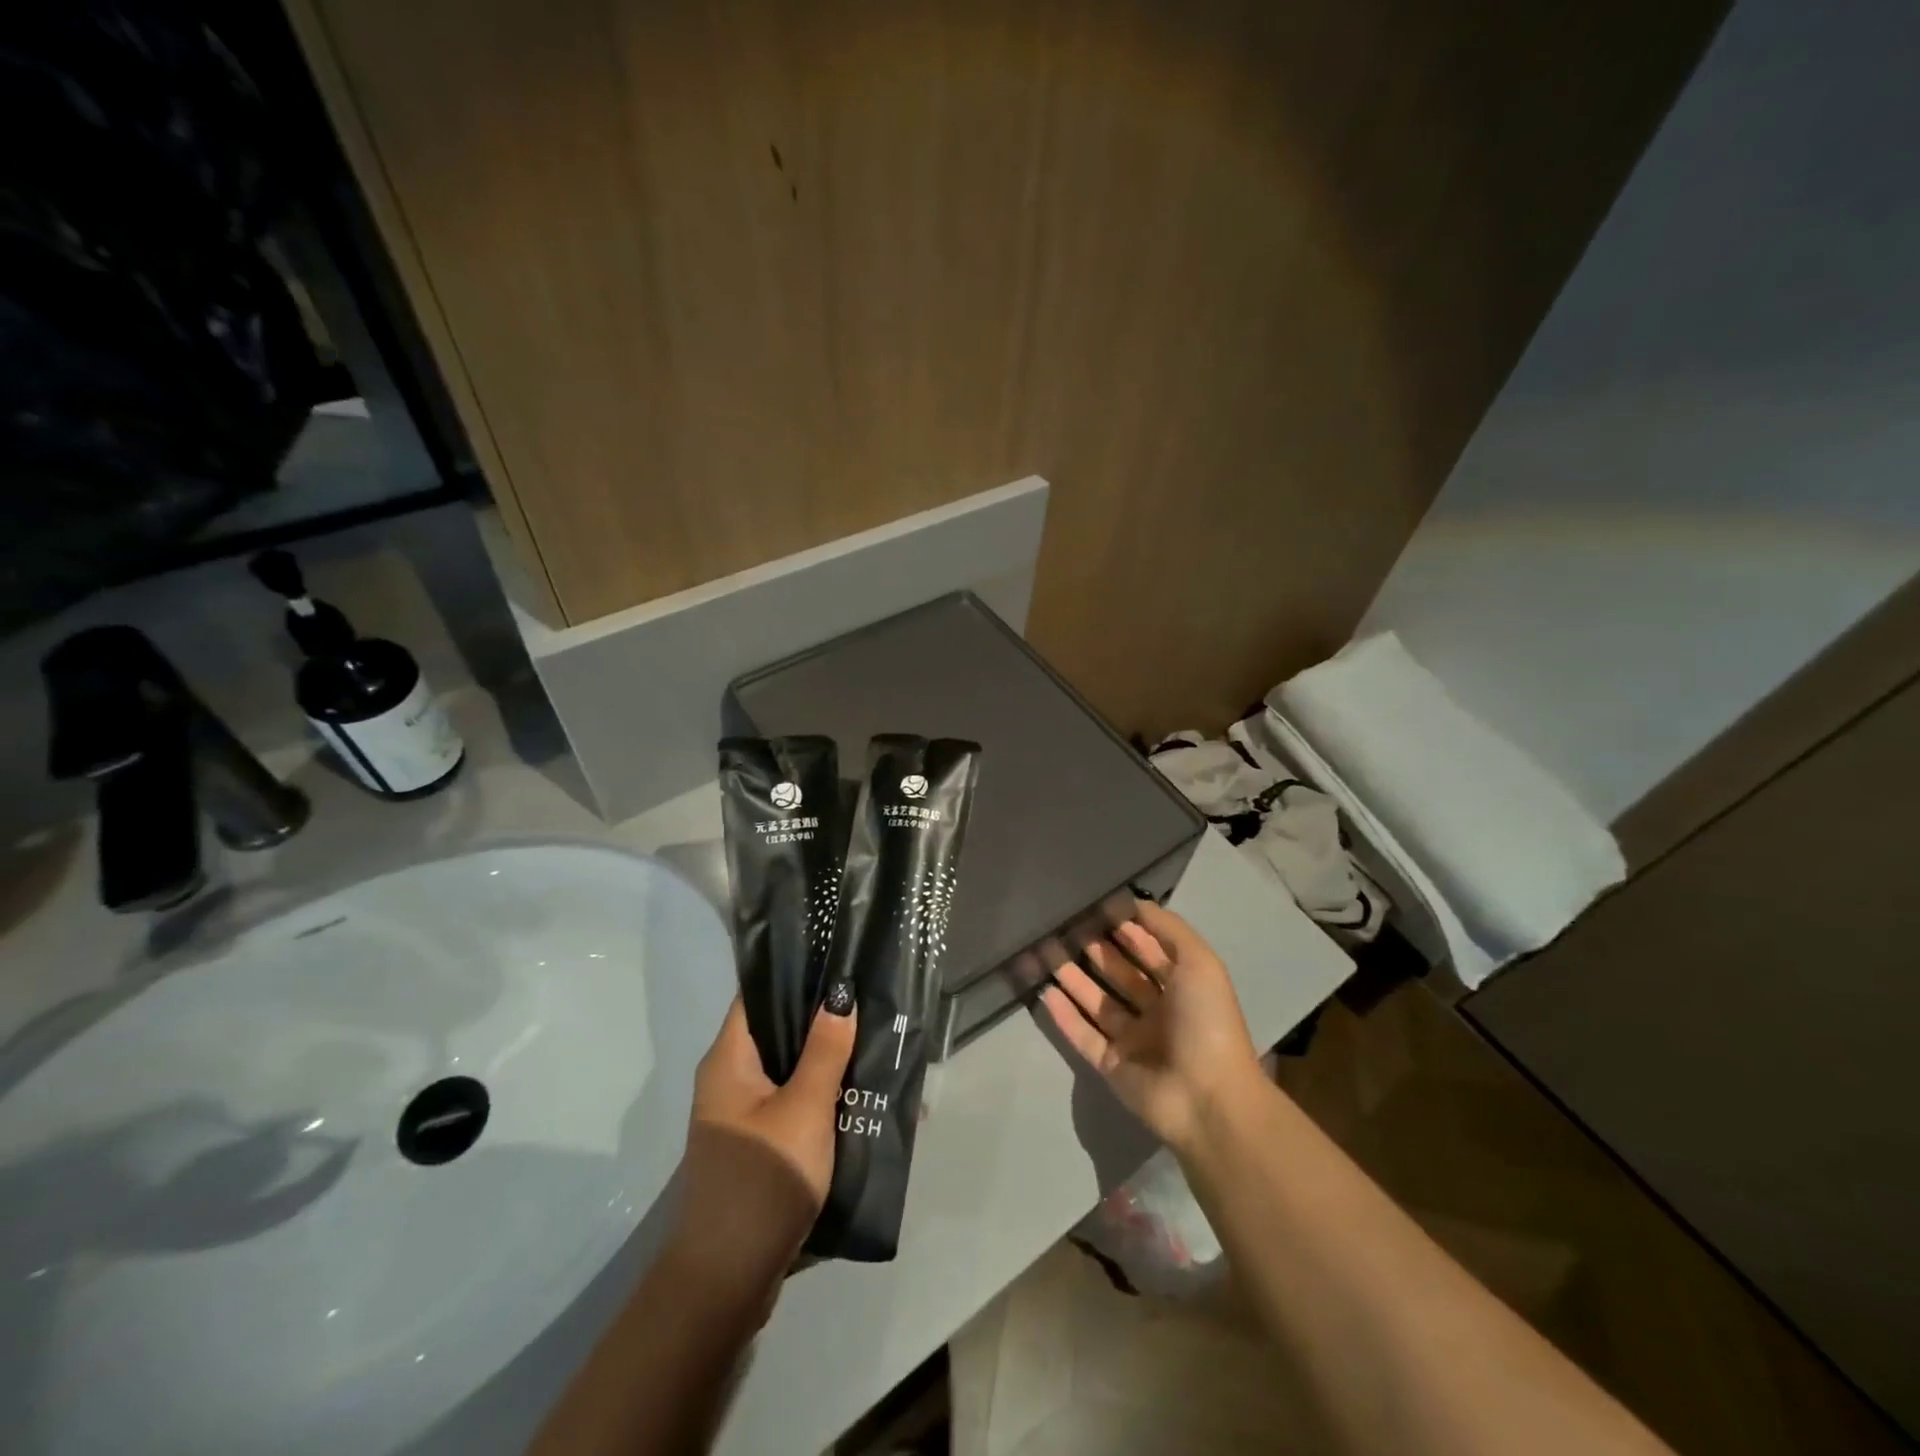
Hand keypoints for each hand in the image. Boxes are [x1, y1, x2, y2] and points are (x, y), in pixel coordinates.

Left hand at [669, 998, 856, 1303]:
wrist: (726, 1281)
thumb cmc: (762, 1179)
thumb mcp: (804, 1108)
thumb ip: (825, 1051)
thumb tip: (839, 994)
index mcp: (729, 1060)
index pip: (757, 994)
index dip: (794, 971)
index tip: (838, 956)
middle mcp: (730, 1080)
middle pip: (778, 1031)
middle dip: (823, 1017)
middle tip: (871, 998)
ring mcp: (744, 1116)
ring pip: (791, 1070)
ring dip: (829, 1059)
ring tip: (877, 1039)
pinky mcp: (760, 1146)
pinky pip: (796, 1104)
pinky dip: (825, 1096)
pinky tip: (863, 1094)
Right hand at [1041, 899, 1263, 1155]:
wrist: (1207, 1097)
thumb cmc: (1206, 1021)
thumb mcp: (1199, 962)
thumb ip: (1167, 928)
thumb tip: (1134, 901)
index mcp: (1182, 988)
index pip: (1148, 951)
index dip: (1125, 929)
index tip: (1095, 905)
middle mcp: (1157, 1012)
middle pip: (1119, 974)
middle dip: (1095, 950)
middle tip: (1063, 925)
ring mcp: (1133, 1041)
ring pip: (1097, 1003)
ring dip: (1073, 978)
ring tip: (1045, 951)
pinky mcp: (1111, 1066)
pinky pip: (1083, 1035)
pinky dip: (1065, 1016)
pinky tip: (1044, 992)